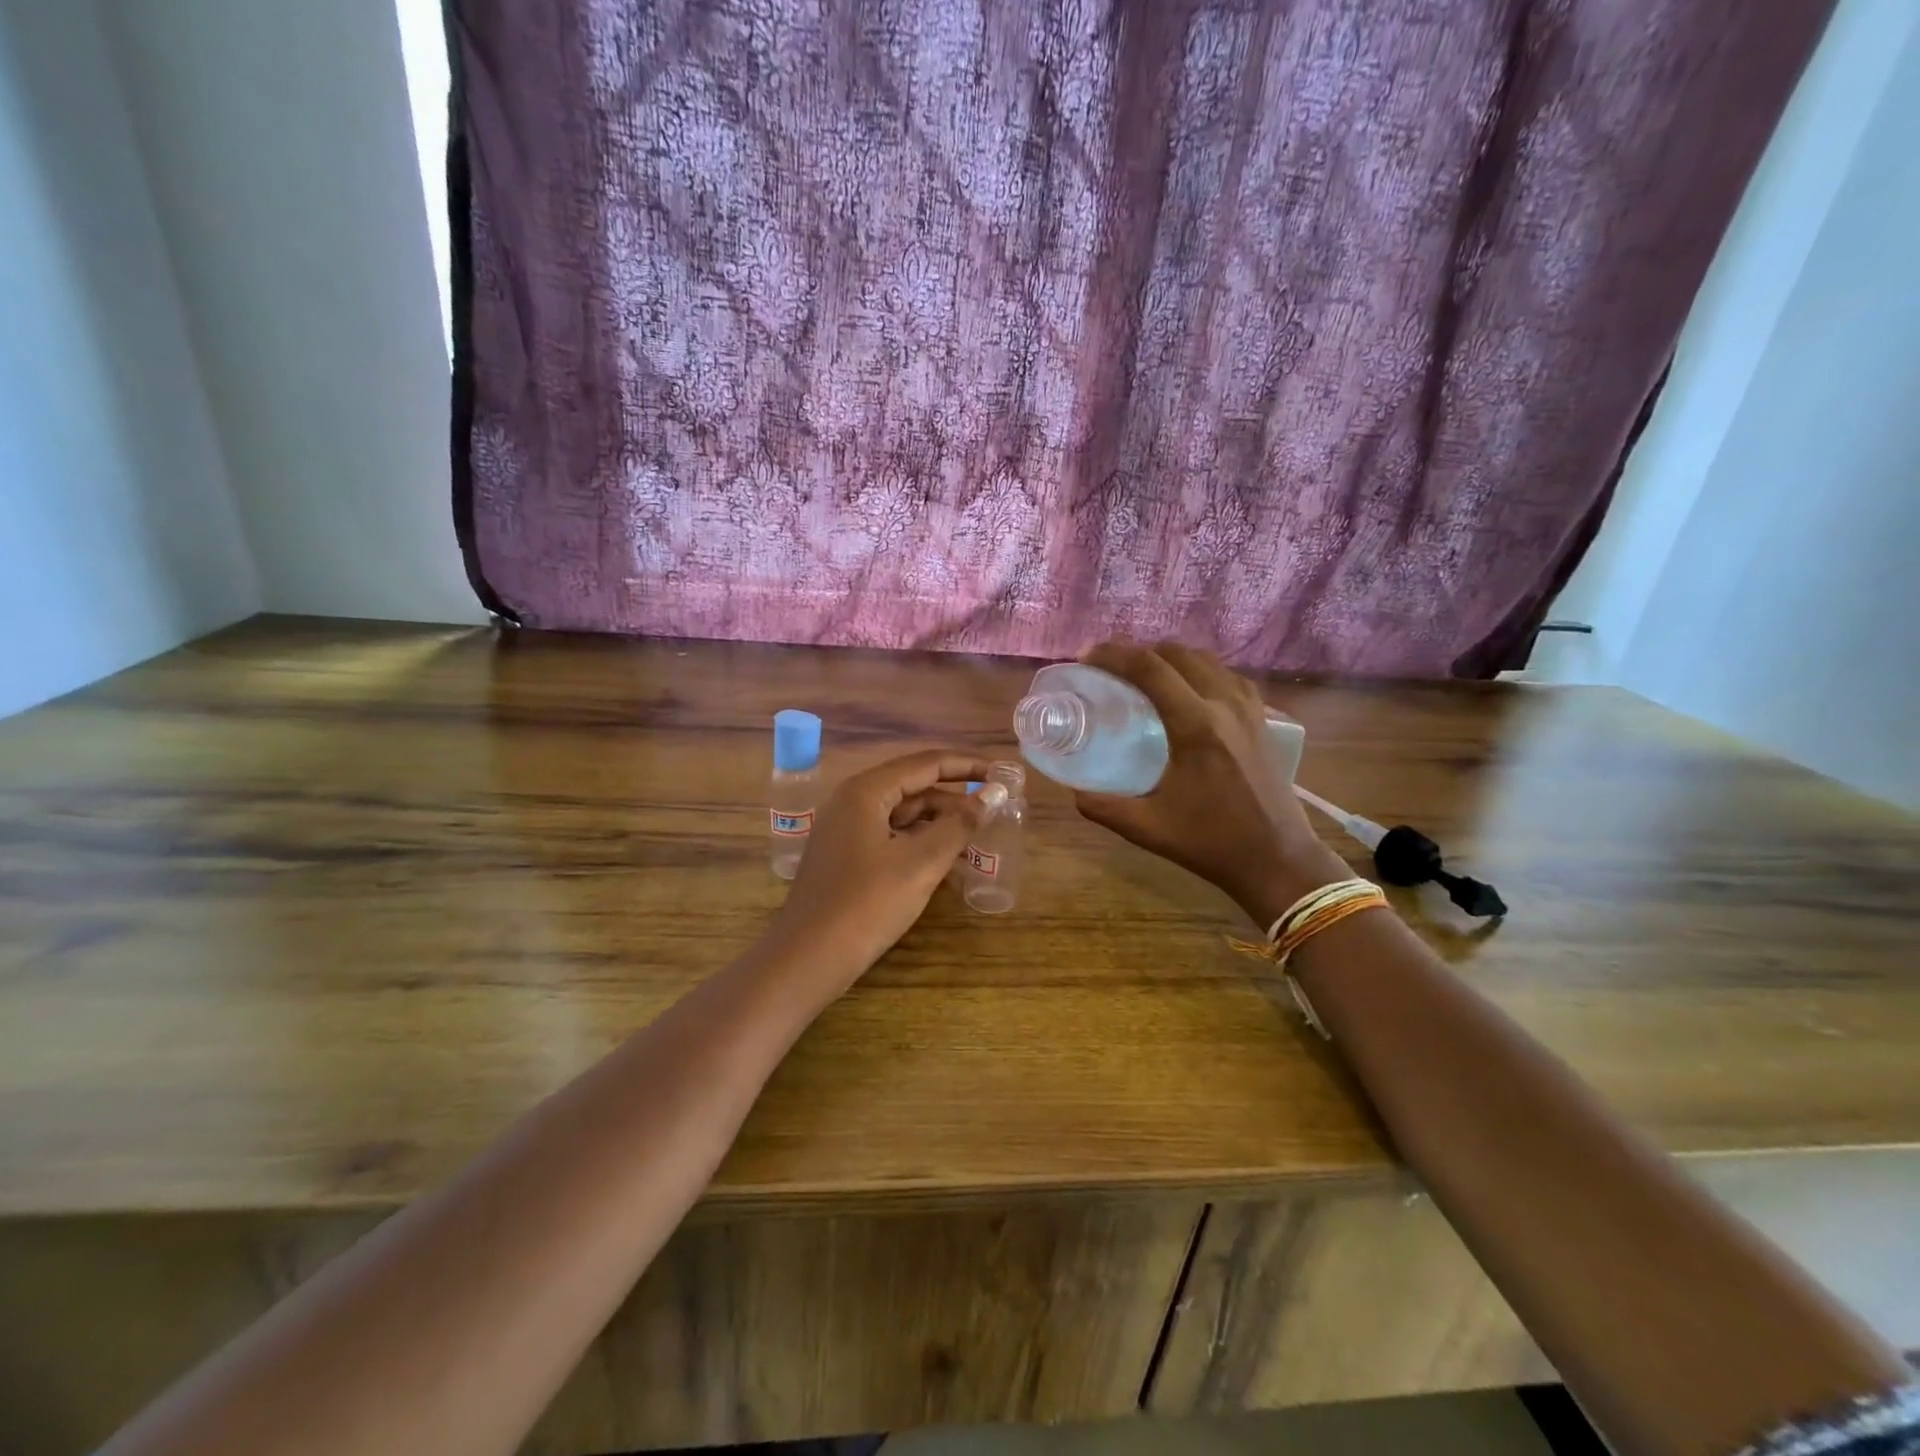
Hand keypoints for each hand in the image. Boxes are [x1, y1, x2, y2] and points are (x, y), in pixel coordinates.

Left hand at [774, 750, 990, 982]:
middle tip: (996, 810)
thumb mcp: (920, 863)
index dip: (967, 766)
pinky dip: (922, 845)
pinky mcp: (848, 858)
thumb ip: (958, 826)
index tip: (1001, 773)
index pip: (926, 764)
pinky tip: (950, 864)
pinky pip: (893, 838)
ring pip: (904, 816)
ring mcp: (847, 831)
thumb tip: (990, 797)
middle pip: (915, 788)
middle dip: (956, 799)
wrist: (808, 958)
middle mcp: (853, 802)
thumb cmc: (866, 904)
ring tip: (980, 839)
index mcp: (866, 791)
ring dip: (941, 825)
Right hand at [1072, 641, 1348, 925]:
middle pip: (1176, 653)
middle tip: (1109, 665)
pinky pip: (1227, 675)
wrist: (1278, 859)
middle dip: (1137, 650)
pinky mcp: (1263, 719)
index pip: (1149, 668)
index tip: (1087, 657)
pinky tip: (1187, 689)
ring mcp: (1249, 708)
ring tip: (1143, 673)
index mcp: (1195, 725)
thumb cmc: (1212, 843)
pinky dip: (1199, 670)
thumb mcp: (1148, 828)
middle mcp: (1224, 704)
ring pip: (1205, 659)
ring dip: (1169, 657)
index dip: (1114, 655)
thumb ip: (1104, 807)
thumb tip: (1074, 791)